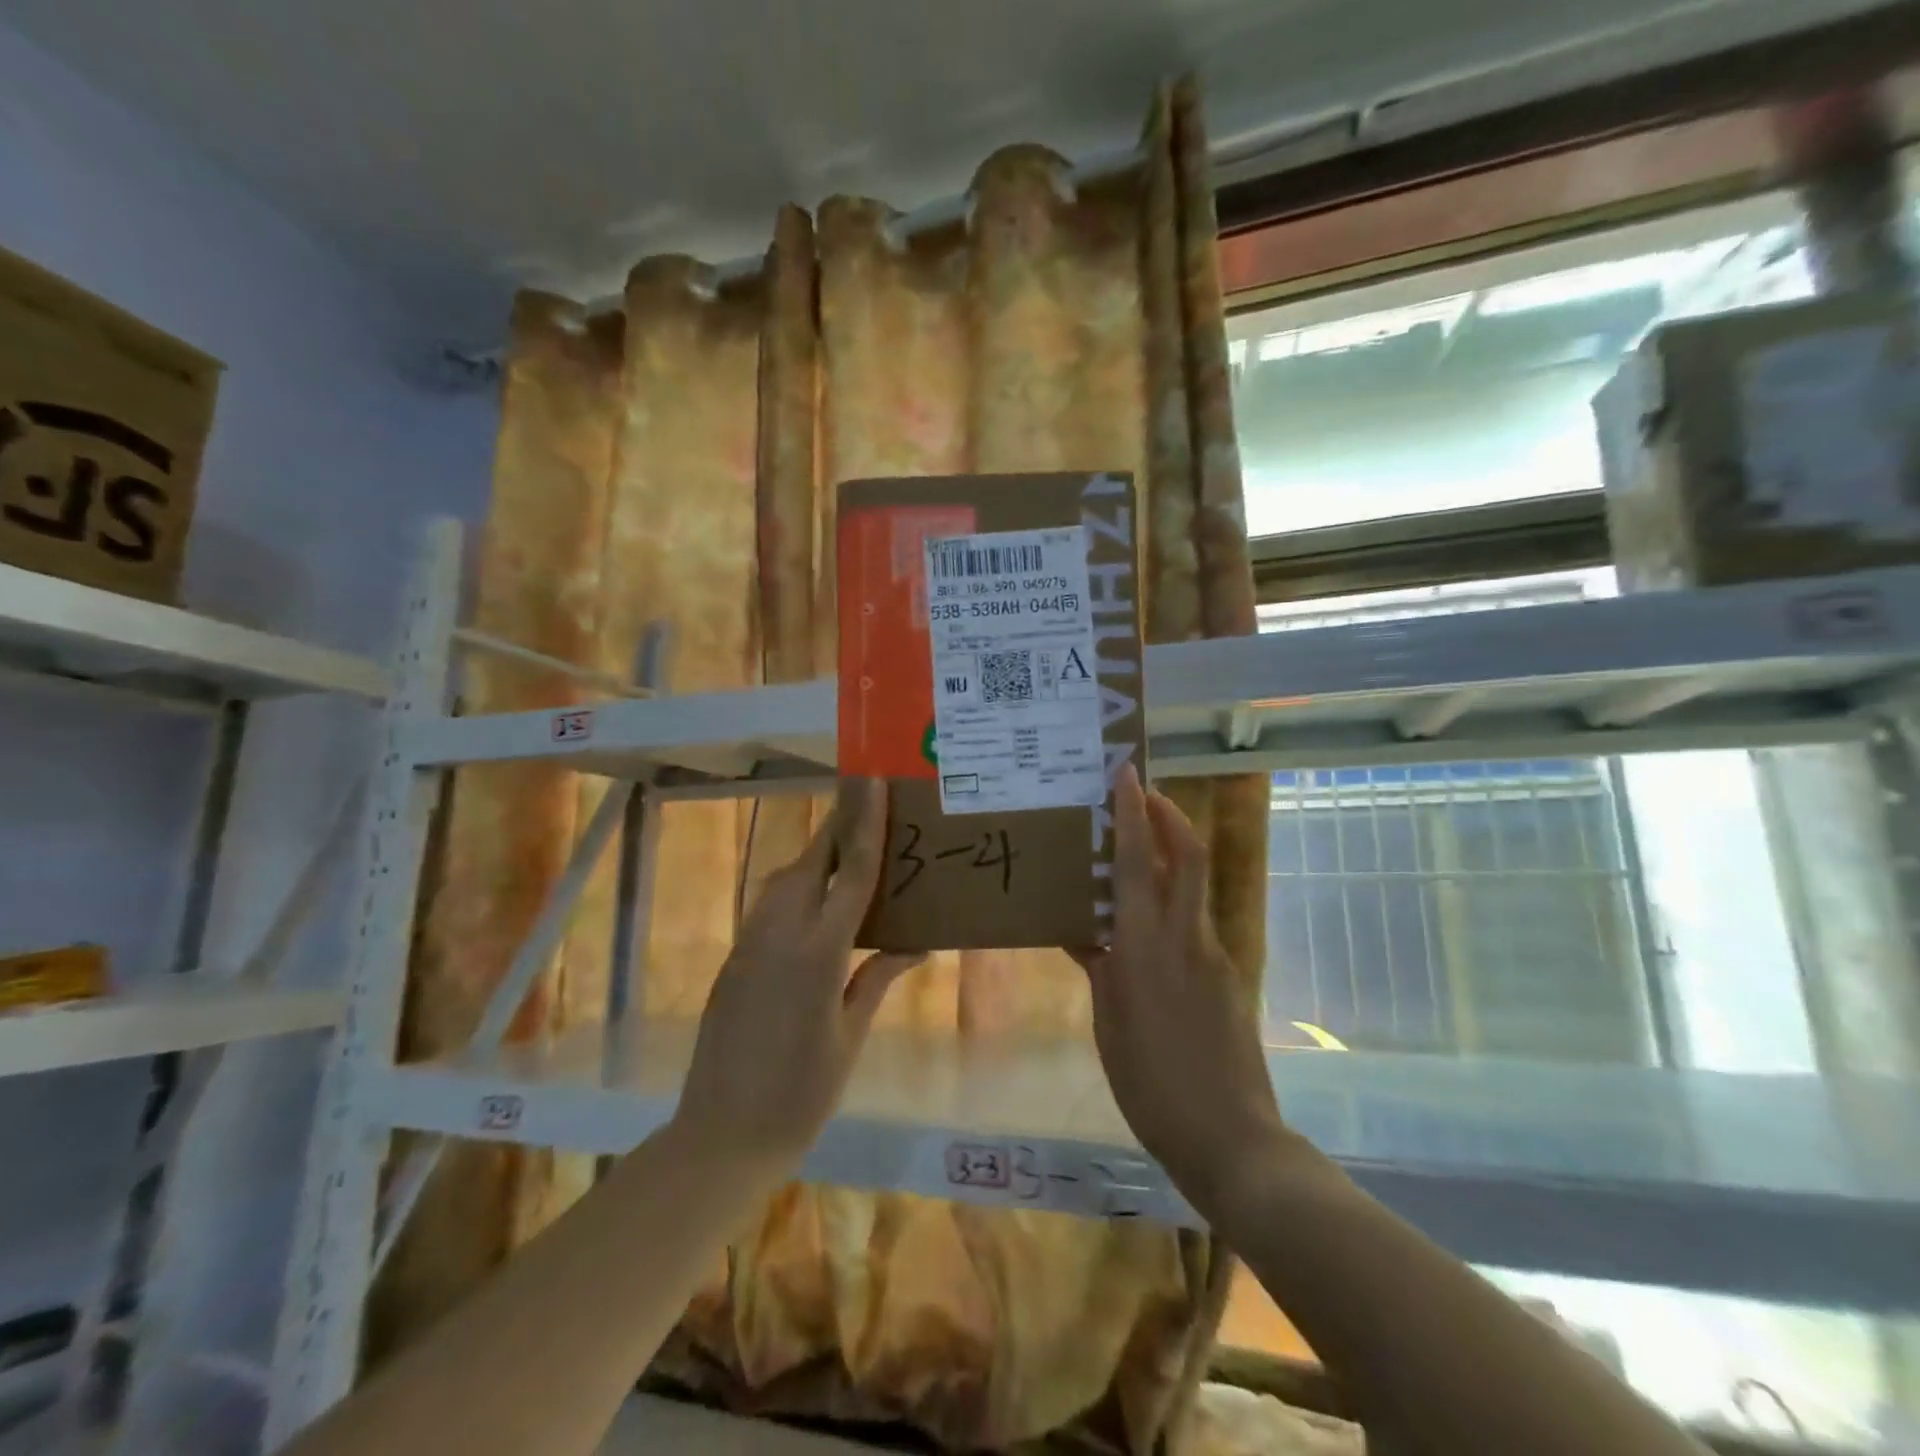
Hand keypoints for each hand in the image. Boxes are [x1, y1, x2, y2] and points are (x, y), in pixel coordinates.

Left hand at [673, 778, 921, 1171]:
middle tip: (867, 804)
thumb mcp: (849, 1035)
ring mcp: (749, 944)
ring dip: (815, 858)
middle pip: (812, 862)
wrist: (720, 1135)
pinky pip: (769, 906)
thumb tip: (917, 944)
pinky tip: (816, 905)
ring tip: (847, 853)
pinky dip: (797, 889)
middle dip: (838, 828)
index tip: (873, 782)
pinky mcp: (733, 959)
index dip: (866, 823)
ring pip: (784, 880)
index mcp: (818, 953)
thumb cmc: (801, 1093)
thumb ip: (877, 977)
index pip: (851, 872)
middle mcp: (779, 934)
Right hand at [1075, 765, 1288, 1217]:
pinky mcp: (1226, 977)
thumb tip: (1085, 933)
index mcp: (1146, 947)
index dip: (1135, 813)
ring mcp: (1213, 956)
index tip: (1127, 775)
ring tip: (1134, 853)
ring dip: (1170, 855)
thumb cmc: (1152, 1084)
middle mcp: (1185, 938)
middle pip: (1187, 856)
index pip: (1142, 862)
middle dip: (1168, 815)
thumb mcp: (1109, 1024)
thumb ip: (1100, 969)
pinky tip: (1144, 930)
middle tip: (1141, 794)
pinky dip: (1170, 904)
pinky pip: (1192, 923)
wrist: (1232, 1138)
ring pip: (1191, 887)